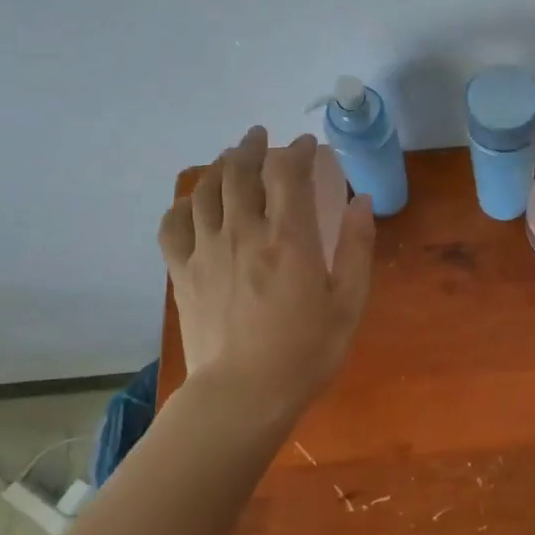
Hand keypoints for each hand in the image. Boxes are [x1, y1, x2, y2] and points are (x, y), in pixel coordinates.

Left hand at [157, 127, 374, 426]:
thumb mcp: (349, 302)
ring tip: (231, 158)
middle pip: (240, 171)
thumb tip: (361, 202)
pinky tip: (194, 204)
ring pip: (206, 190)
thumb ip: (357, 248)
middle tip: (262, 138)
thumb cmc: (306, 351)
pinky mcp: (183, 272)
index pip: (289, 173)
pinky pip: (173, 225)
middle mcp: (244, 232)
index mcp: (290, 238)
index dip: (299, 151)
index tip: (309, 146)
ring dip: (219, 165)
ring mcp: (207, 250)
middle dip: (253, 146)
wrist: (243, 395)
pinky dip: (184, 205)